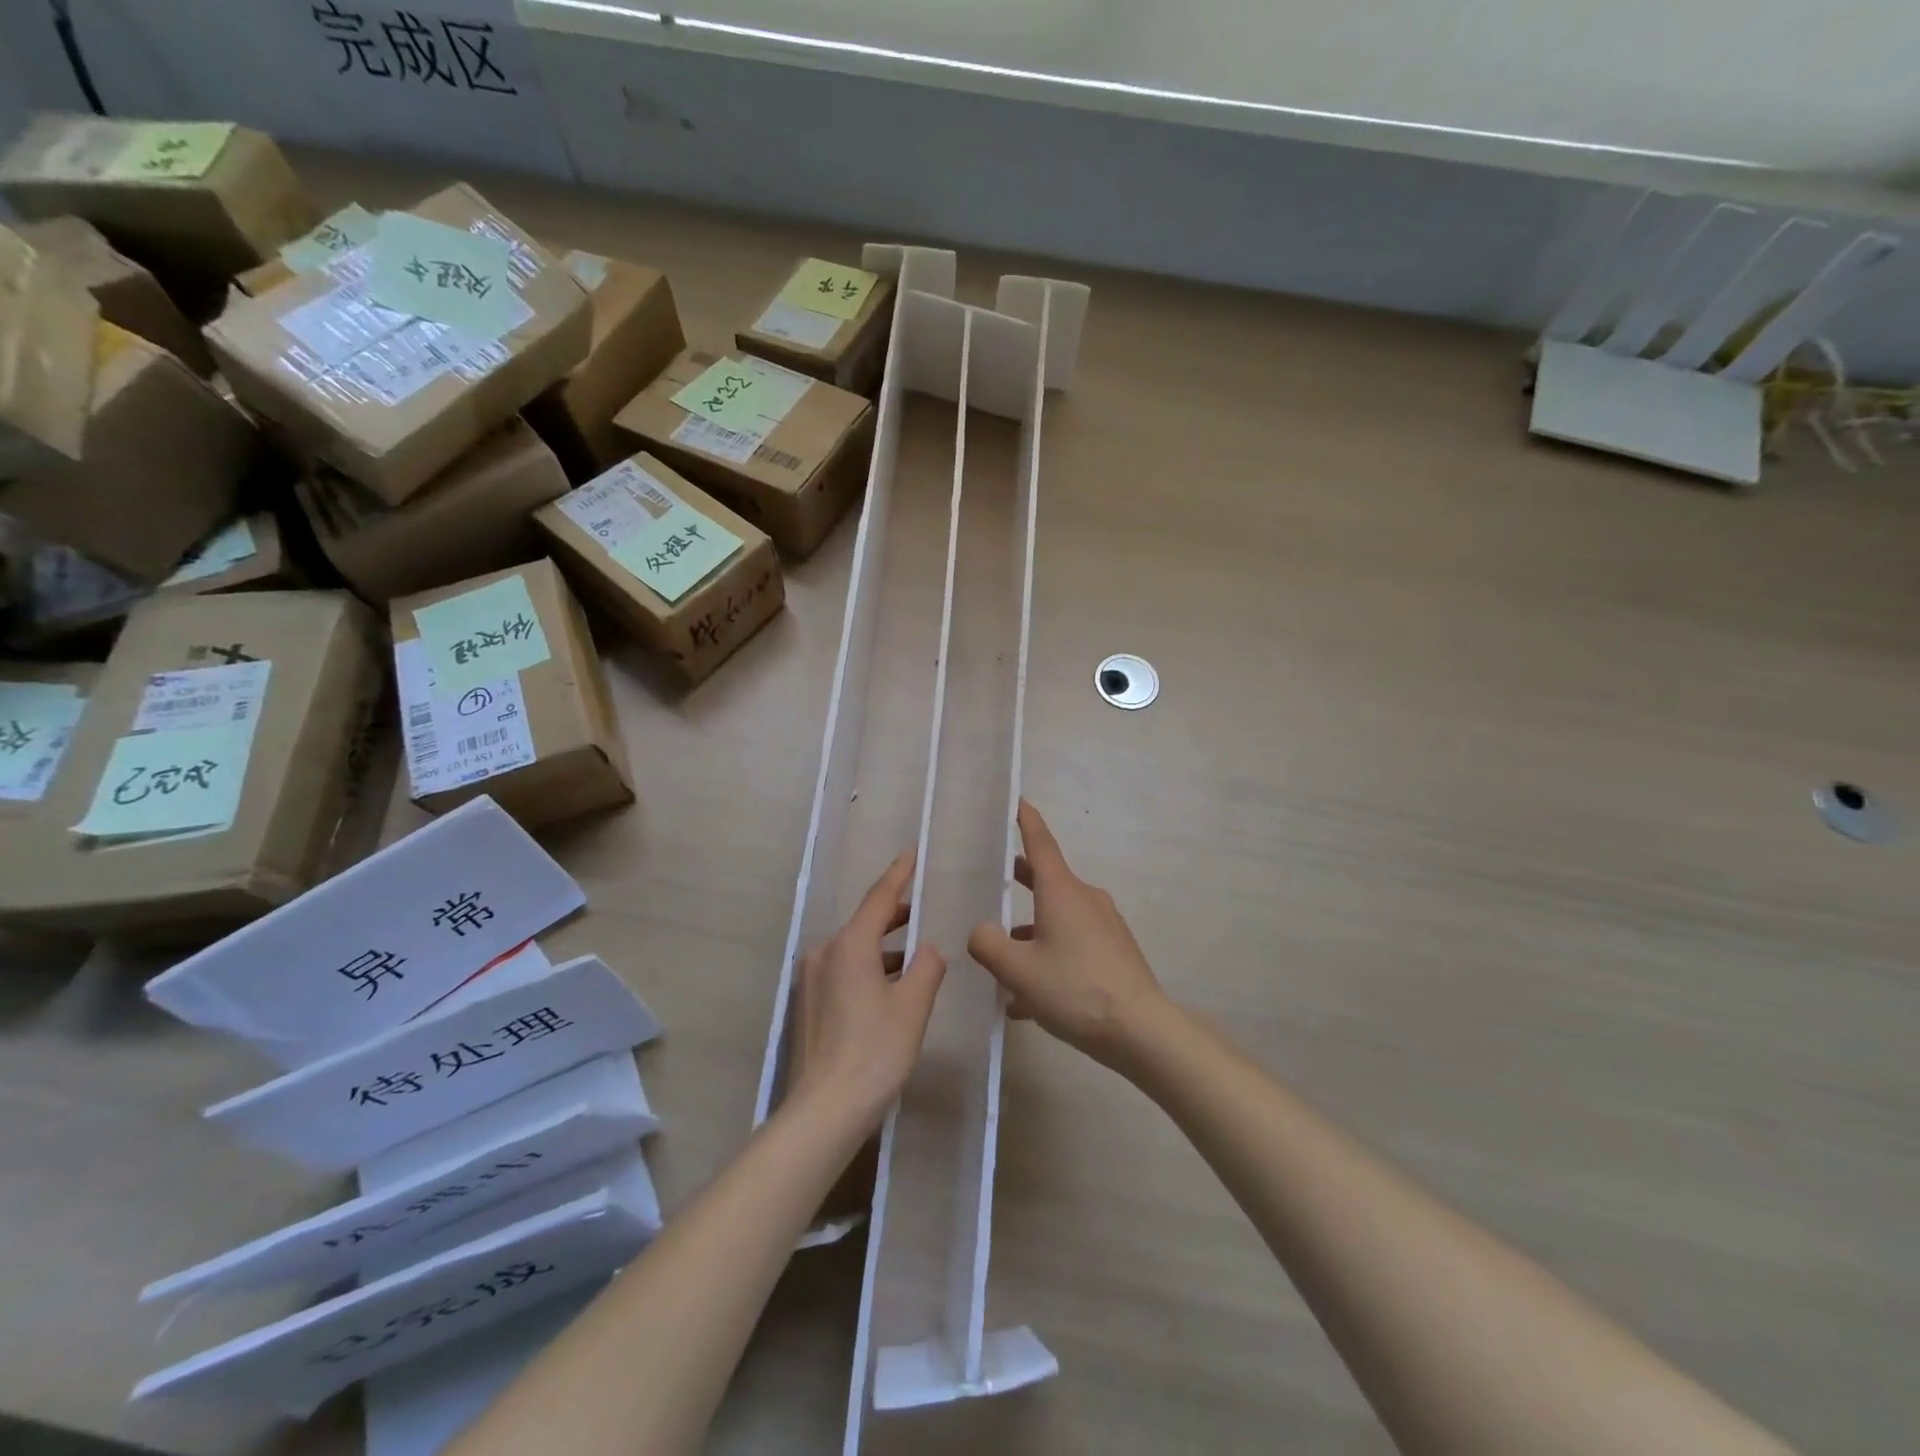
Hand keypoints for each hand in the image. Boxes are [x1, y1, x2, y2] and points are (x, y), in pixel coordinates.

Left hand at [789, 849, 947, 1127]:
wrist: (824, 1110)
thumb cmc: (875, 1051)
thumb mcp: (913, 1007)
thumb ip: (927, 968)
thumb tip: (927, 950)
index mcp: (849, 946)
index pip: (879, 898)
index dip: (898, 874)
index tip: (912, 853)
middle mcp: (824, 953)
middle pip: (864, 923)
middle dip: (893, 915)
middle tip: (921, 909)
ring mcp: (811, 980)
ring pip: (853, 949)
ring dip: (882, 948)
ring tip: (912, 954)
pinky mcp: (808, 1004)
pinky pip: (842, 970)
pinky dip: (867, 969)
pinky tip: (888, 987)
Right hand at [968, 801, 1172, 1070]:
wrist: (1141, 1030)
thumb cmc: (1074, 988)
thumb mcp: (1017, 970)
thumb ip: (989, 945)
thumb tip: (982, 932)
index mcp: (1061, 891)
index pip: (1040, 843)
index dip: (1026, 821)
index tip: (1017, 800)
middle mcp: (1084, 899)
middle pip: (1047, 881)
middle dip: (1022, 880)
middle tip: (995, 879)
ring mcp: (1104, 925)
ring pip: (1058, 920)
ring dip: (1031, 935)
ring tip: (1003, 970)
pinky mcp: (1115, 952)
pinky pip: (1074, 945)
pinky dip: (1050, 959)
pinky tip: (1030, 1001)